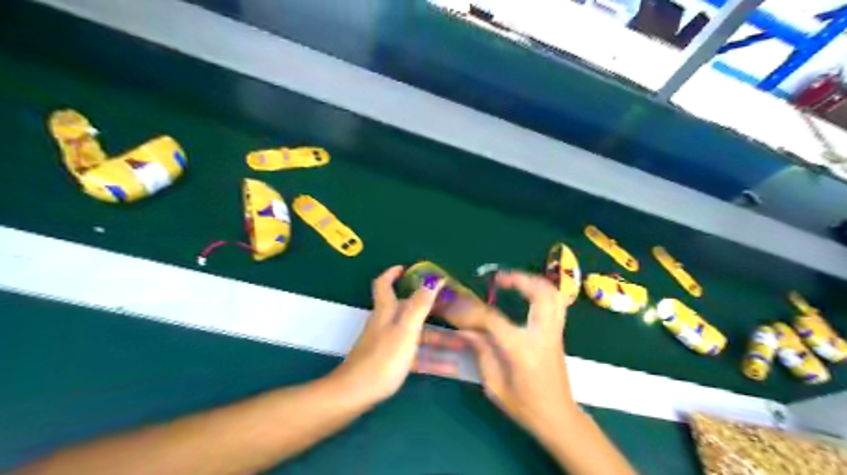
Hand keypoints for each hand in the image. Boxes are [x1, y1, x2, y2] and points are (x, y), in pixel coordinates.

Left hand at [327, 265, 464, 405]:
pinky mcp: (390, 362)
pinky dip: (431, 358)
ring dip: (437, 337)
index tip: (407, 269)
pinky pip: (415, 355)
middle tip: (452, 307)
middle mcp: (386, 323)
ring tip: (462, 342)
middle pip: (408, 310)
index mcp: (386, 311)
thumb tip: (433, 279)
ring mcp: (388, 343)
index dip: (393, 273)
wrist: (356, 394)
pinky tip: (451, 367)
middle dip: (430, 308)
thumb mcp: (406, 329)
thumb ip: (420, 304)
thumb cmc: (383, 358)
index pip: (384, 284)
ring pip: (416, 334)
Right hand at [460, 271, 578, 440]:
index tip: (453, 305)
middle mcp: (543, 334)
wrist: (558, 418)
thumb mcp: (495, 385)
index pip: (493, 319)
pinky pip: (556, 302)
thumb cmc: (525, 406)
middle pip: (539, 293)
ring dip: (533, 281)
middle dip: (519, 279)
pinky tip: (526, 292)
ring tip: (512, 280)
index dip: (469, 311)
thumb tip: (465, 328)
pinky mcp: (558, 332)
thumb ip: (481, 351)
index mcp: (523, 350)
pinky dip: (541, 290)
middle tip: (498, 278)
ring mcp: (555, 332)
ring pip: (553, 294)